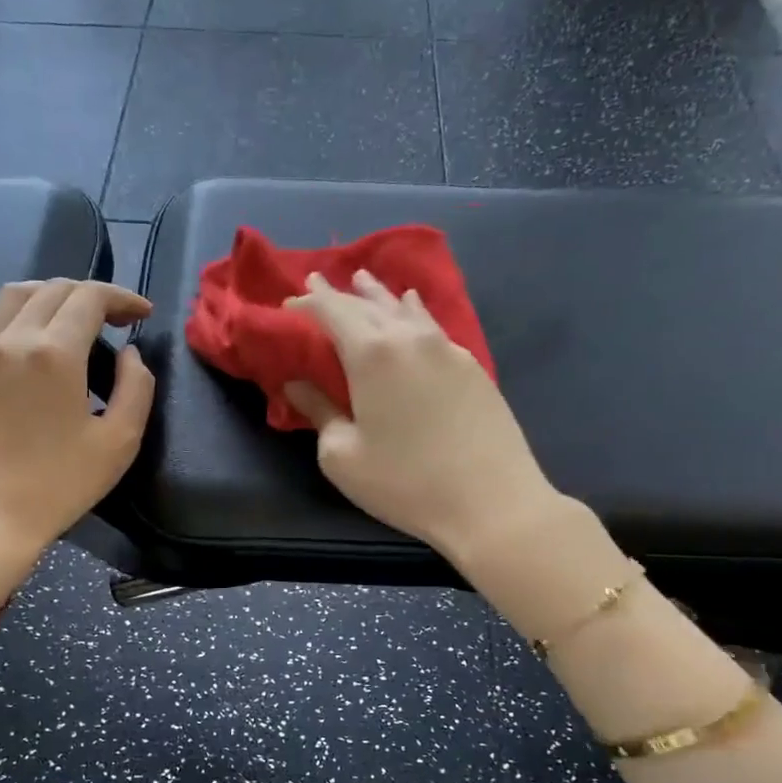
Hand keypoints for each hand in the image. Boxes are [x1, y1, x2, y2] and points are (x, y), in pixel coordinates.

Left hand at [0, 279, 154, 580]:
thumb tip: (130, 354)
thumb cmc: (59, 484)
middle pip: (53, 290)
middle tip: (116, 319)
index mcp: (55, 352)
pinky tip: (18, 326)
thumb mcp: (119, 441)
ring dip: (49, 294)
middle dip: (91, 295)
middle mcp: (13, 338)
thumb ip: (136, 388)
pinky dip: (4, 311)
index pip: (89, 297)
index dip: (121, 298)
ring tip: (71, 316)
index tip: (142, 314)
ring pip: (13, 295)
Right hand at [284, 271, 560, 562]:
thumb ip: (318, 411)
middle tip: (317, 280)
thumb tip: (297, 384)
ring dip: (379, 294)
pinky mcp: (472, 366)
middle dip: (339, 292)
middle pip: (368, 303)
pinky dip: (413, 312)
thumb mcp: (343, 455)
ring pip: (405, 308)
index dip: (307, 302)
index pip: (332, 311)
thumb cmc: (405, 483)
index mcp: (372, 353)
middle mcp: (410, 338)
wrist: (492, 502)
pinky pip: (432, 324)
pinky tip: (413, 308)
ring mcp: (447, 348)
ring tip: (363, 280)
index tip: (288, 303)